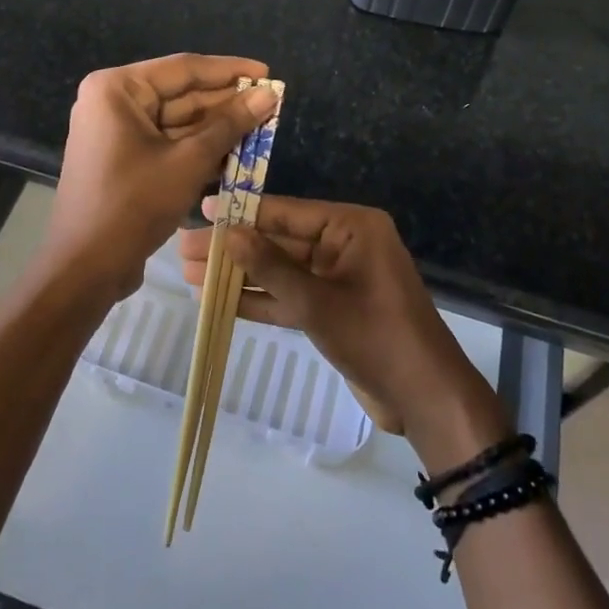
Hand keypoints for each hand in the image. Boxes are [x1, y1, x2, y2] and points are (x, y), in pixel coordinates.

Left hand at [42, 55, 277, 306]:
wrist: (85, 268)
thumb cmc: (134, 204)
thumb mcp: (188, 161)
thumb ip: (230, 124)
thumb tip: (268, 93)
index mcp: (117, 88)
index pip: (184, 68)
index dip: (230, 70)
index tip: (267, 72)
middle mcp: (113, 101)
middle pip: (180, 94)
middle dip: (226, 103)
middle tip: (270, 104)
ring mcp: (116, 131)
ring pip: (177, 121)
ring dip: (216, 128)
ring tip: (261, 128)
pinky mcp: (124, 158)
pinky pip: (167, 142)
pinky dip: (198, 148)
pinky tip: (236, 153)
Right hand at [177, 197, 506, 464]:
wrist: (424, 398)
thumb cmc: (376, 338)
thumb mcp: (317, 302)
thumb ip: (271, 267)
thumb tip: (228, 233)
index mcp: (352, 227)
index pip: (287, 211)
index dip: (241, 212)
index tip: (202, 209)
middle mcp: (344, 244)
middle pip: (279, 241)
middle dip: (233, 248)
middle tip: (183, 248)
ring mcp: (338, 277)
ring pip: (280, 270)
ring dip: (239, 275)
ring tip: (189, 274)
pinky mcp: (333, 307)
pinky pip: (290, 295)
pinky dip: (260, 298)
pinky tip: (219, 300)